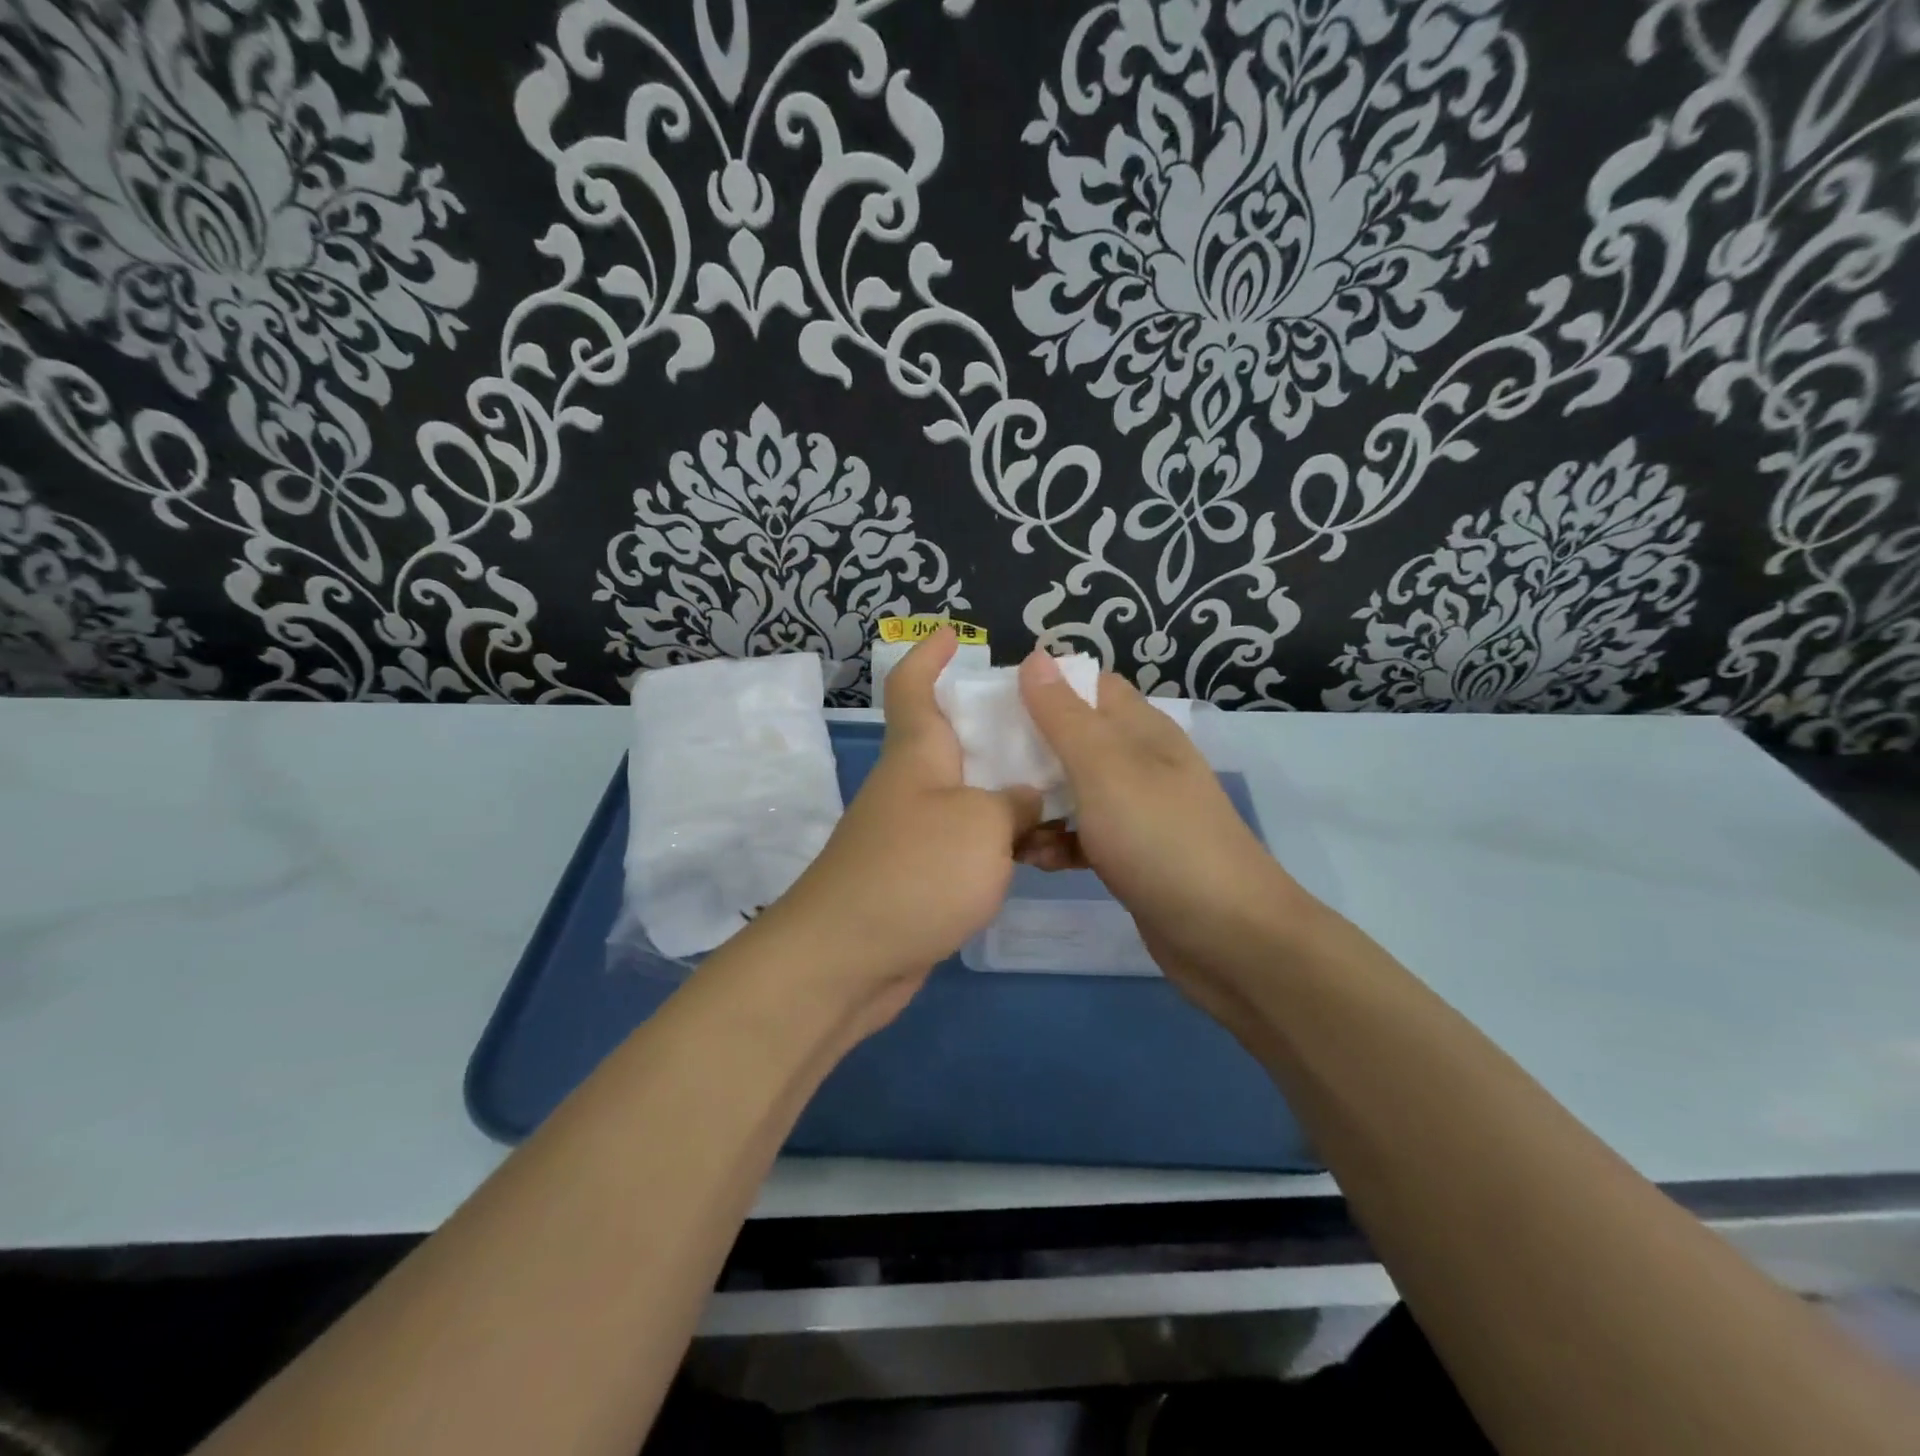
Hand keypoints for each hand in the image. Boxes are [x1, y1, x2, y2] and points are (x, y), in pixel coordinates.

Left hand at [750, 629, 1041, 1036]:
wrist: (848, 959)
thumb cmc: (915, 871)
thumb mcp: (982, 824)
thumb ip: (1014, 803)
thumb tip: (1026, 799)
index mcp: (918, 753)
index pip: (913, 686)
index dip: (929, 654)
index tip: (951, 633)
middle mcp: (912, 785)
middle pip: (953, 740)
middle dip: (996, 727)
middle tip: (1052, 726)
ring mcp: (912, 832)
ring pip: (968, 794)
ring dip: (1009, 791)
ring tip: (1067, 790)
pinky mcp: (918, 876)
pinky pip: (967, 841)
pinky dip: (1000, 840)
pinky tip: (1039, 852)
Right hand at [1016, 651, 1321, 995]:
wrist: (1227, 937)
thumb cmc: (1160, 839)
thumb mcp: (1105, 769)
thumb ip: (1065, 716)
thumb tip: (1036, 657)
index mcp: (1140, 730)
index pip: (1088, 686)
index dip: (1043, 685)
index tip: (992, 703)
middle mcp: (1139, 763)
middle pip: (1074, 739)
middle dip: (1028, 748)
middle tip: (977, 764)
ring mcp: (1136, 812)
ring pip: (1073, 791)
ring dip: (1038, 802)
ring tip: (999, 819)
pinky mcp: (1130, 856)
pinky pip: (1082, 837)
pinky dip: (1057, 843)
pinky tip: (1034, 860)